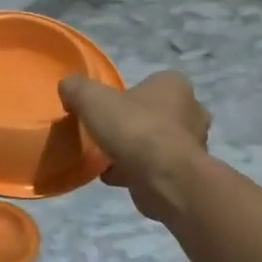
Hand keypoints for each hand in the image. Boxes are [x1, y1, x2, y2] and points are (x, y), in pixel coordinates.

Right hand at [59, 71, 210, 221]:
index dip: (127, 95)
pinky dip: (136, 171)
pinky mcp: (185, 173)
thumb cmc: (133, 128)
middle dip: (133, 124)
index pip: (150, 83)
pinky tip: (113, 177)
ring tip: (106, 158)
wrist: (163, 177)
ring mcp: (193, 144)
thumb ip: (77, 88)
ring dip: (134, 150)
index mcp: (174, 85)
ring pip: (156, 142)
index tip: (107, 109)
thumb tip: (68, 87)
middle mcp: (191, 111)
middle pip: (154, 114)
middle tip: (107, 133)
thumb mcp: (92, 99)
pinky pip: (156, 167)